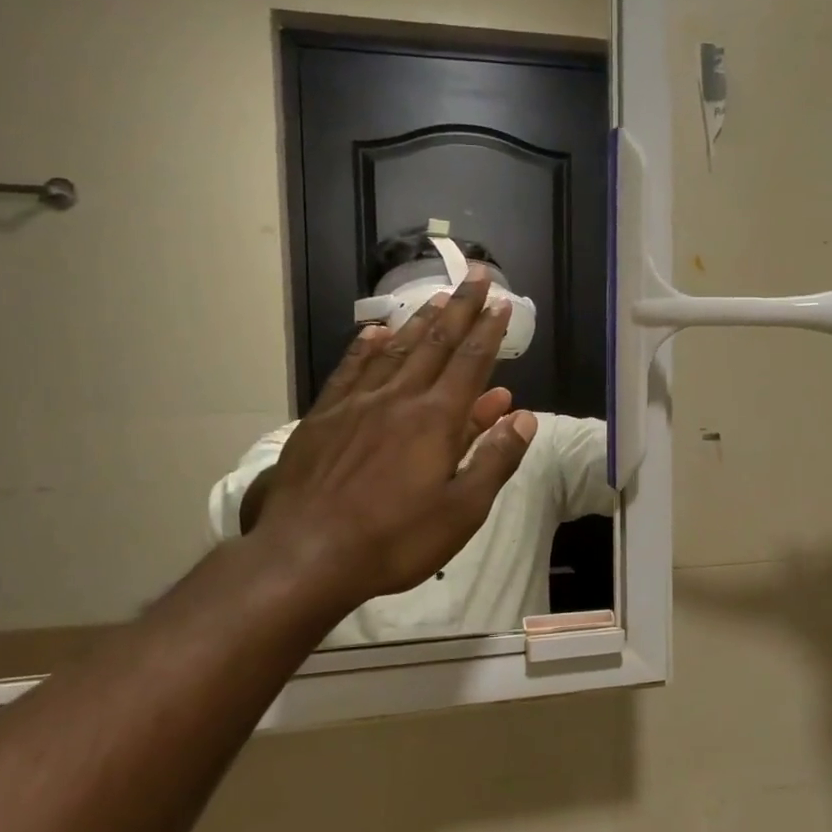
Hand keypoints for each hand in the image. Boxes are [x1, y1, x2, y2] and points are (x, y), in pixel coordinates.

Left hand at [251, 266, 535, 615]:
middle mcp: (398, 399)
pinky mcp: (323, 418)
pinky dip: (365, 348)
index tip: (501, 302)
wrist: (307, 554)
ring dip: (419, 321)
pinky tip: (374, 333)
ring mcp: (356, 405)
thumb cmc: (396, 539)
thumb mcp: (462, 510)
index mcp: (436, 420)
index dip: (489, 331)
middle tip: (474, 276)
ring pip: (394, 351)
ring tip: (435, 298)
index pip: (471, 363)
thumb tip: (523, 417)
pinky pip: (349, 371)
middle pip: (435, 344)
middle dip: (460, 309)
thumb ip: (495, 459)